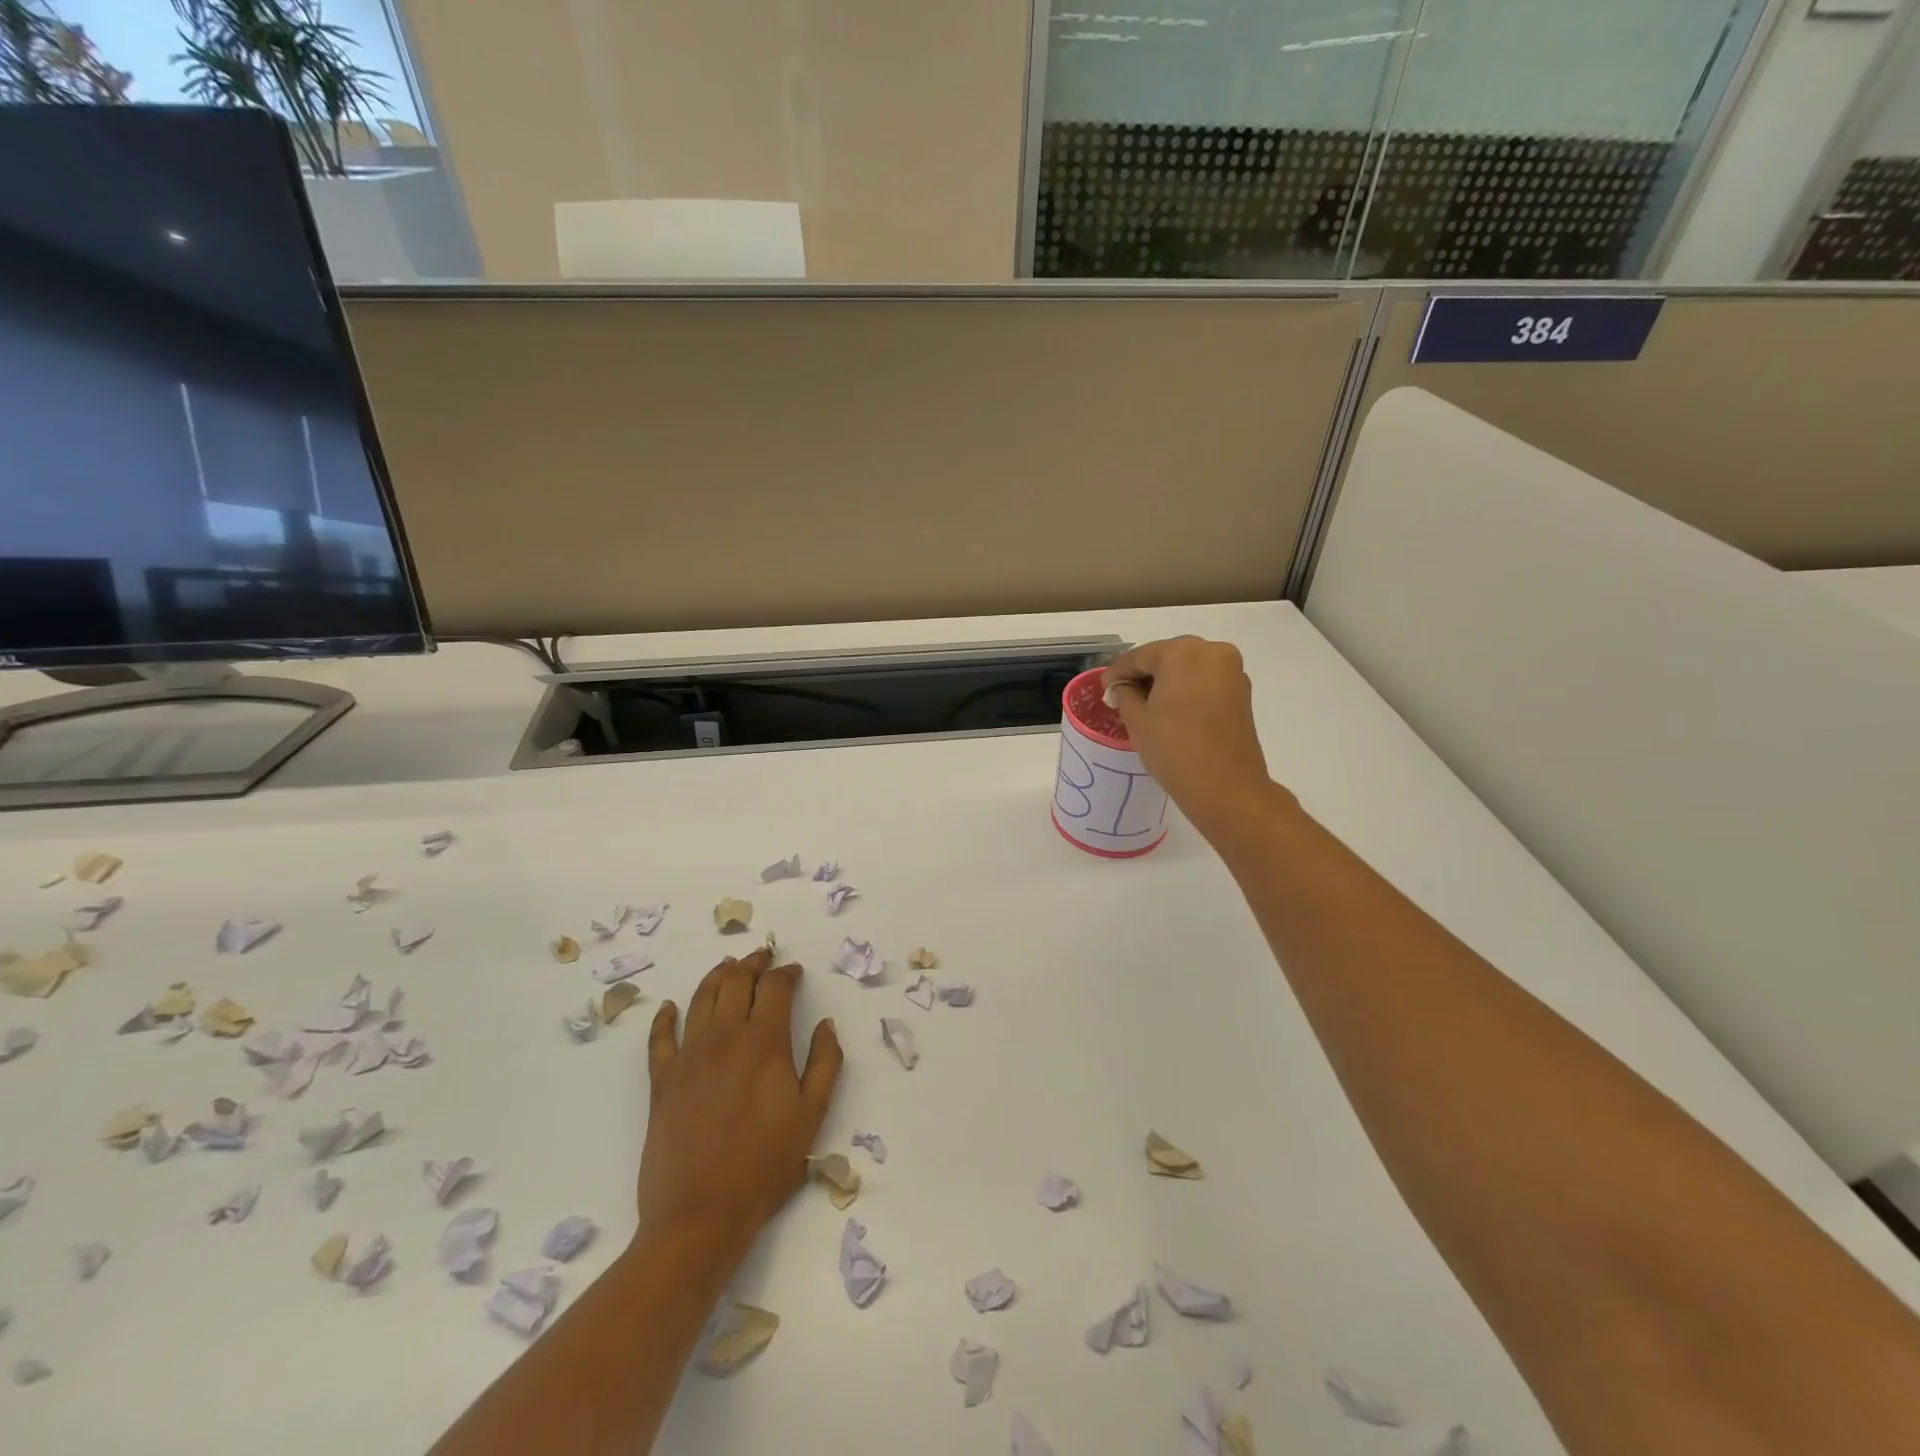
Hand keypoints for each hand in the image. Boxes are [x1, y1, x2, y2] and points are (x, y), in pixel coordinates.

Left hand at [639, 948, 842, 1262]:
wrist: (700, 1215)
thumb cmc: (764, 1165)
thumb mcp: (812, 1115)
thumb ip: (826, 1063)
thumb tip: (826, 1024)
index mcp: (764, 1042)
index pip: (774, 987)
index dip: (786, 972)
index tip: (794, 971)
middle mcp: (724, 1037)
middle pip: (735, 981)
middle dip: (752, 963)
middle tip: (762, 957)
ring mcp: (688, 1056)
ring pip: (701, 998)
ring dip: (716, 975)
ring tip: (727, 966)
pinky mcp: (661, 1081)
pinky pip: (660, 1038)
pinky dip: (665, 1017)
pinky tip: (670, 1007)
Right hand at [1102, 636, 1276, 838]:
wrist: (1225, 787)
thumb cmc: (1174, 749)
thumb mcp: (1137, 720)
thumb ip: (1125, 694)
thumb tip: (1123, 687)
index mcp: (1182, 653)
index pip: (1140, 656)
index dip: (1117, 672)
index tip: (1104, 686)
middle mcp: (1211, 652)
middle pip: (1167, 657)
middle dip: (1144, 673)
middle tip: (1122, 693)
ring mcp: (1232, 671)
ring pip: (1189, 668)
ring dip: (1167, 681)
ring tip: (1145, 702)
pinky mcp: (1242, 692)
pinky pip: (1206, 681)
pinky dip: (1187, 689)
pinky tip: (1171, 708)